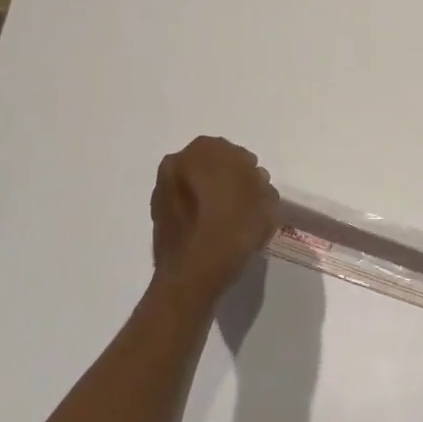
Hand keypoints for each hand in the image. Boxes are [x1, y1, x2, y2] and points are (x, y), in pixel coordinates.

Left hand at [150, 137, 279, 299]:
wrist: (192, 272)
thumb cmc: (234, 230)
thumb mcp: (266, 203)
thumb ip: (261, 184)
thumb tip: (252, 181)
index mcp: (207, 149)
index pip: (238, 155)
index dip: (250, 176)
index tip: (257, 197)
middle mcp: (179, 160)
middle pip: (213, 168)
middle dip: (227, 183)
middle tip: (242, 208)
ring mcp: (163, 186)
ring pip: (196, 186)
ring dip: (209, 198)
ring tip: (224, 224)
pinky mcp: (156, 211)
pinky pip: (184, 205)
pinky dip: (195, 213)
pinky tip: (208, 233)